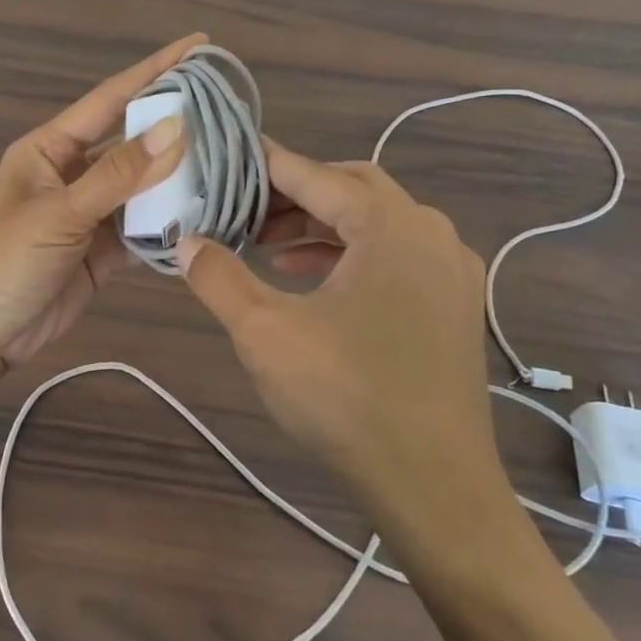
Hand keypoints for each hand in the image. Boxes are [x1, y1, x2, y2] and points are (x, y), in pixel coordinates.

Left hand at [0, 33, 203, 373]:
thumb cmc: (1, 261)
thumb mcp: (59, 213)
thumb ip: (119, 174)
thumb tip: (177, 127)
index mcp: (49, 149)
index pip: (110, 100)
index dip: (154, 71)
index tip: (199, 46)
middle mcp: (71, 174)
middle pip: (132, 143)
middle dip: (176, 128)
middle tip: (231, 113)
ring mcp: (88, 216)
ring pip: (142, 189)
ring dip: (179, 181)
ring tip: (232, 165)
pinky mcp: (100, 254)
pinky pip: (142, 231)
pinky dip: (170, 227)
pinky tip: (207, 218)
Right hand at [179, 142, 511, 525]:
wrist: (434, 485)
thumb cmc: (346, 396)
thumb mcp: (264, 332)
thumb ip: (219, 278)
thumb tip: (186, 242)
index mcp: (391, 225)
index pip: (316, 174)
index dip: (266, 164)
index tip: (226, 155)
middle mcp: (430, 234)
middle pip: (353, 189)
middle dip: (295, 195)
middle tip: (244, 210)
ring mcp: (451, 272)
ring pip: (376, 224)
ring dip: (321, 227)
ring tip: (267, 248)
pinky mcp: (453, 307)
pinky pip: (396, 258)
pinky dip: (350, 256)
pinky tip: (311, 283)